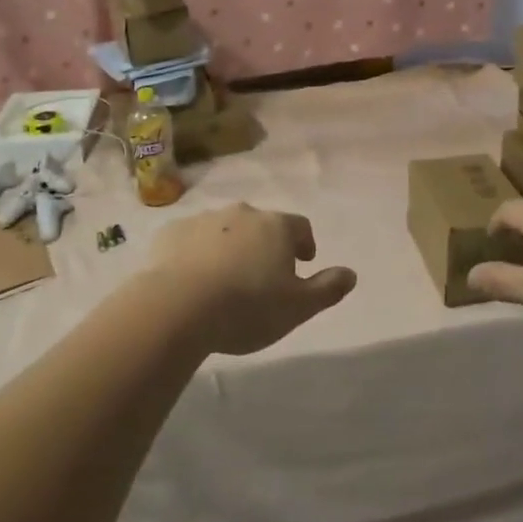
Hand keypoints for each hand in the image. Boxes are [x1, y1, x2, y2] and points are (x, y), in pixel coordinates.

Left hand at [143, 203, 356, 355]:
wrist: (175, 308)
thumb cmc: (246, 308)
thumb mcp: (298, 307)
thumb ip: (328, 288)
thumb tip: (351, 273)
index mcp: (276, 227)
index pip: (300, 226)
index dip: (304, 244)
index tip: (301, 263)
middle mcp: (242, 213)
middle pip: (261, 225)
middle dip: (265, 244)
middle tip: (261, 275)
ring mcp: (204, 220)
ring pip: (225, 230)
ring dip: (230, 247)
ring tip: (224, 280)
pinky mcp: (171, 232)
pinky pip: (190, 239)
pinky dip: (196, 252)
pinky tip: (191, 279)